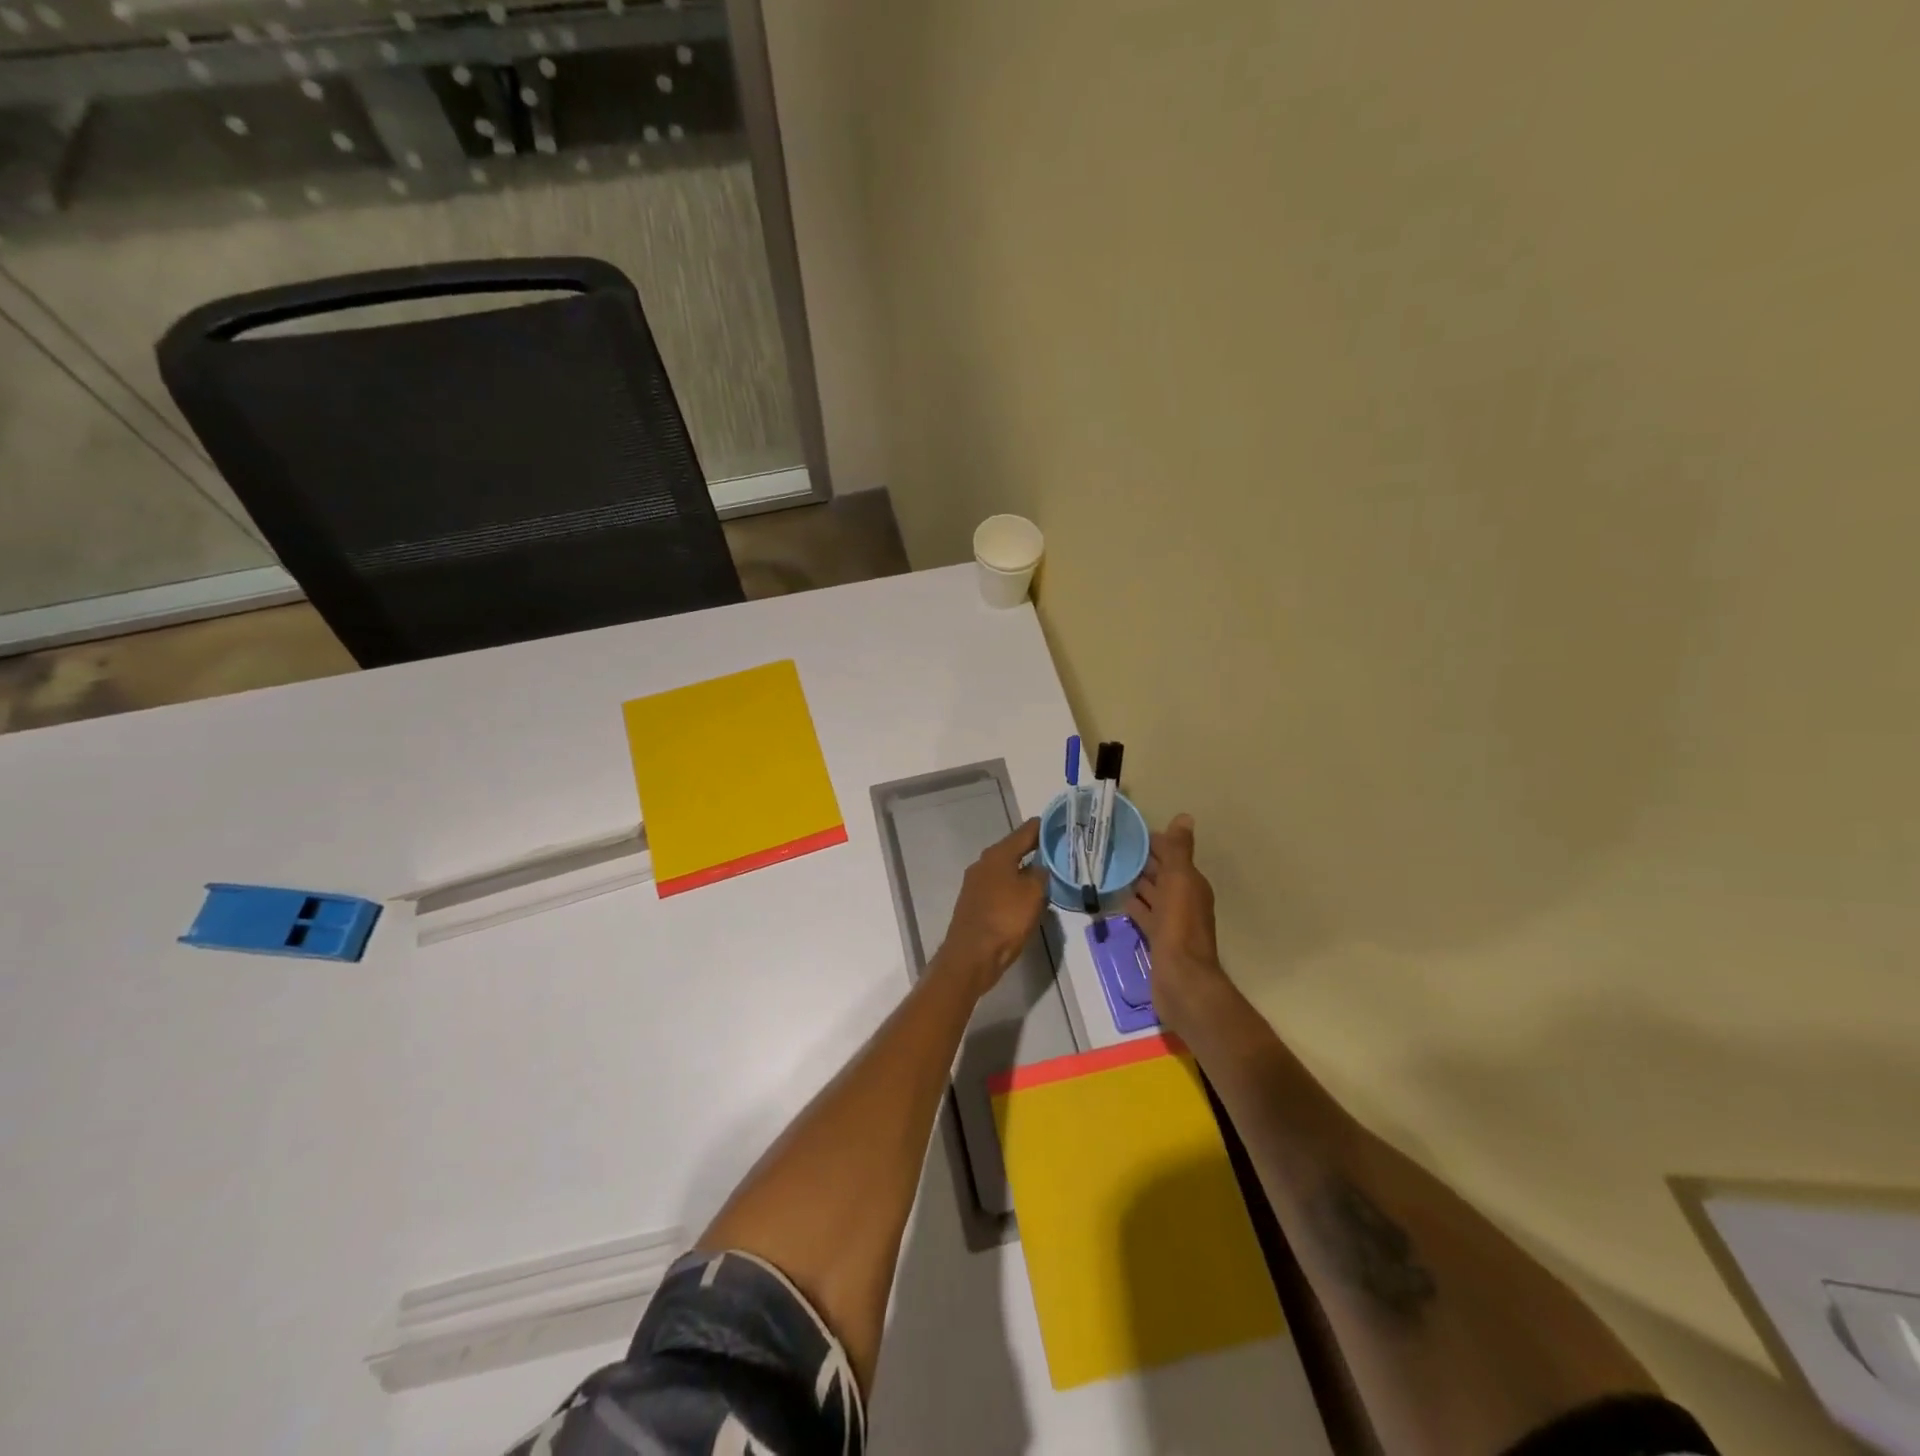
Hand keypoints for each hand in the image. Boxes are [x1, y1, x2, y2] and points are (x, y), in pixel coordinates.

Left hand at [935, 818, 1049, 994]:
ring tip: (1047, 872)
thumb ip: (1040, 874)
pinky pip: (1000, 887)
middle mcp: (983, 864)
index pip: (1024, 832)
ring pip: (1006, 869)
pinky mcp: (975, 903)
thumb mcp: (1033, 894)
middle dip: (1034, 848)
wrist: (972, 955)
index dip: (1043, 826)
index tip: (1060, 822)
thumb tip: (1039, 867)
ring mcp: (976, 884)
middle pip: (1013, 849)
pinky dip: (1014, 887)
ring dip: (1024, 869)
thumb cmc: (1005, 919)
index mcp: (997, 855)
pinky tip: (1027, 896)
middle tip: (1058, 848)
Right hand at [1124, 814, 1230, 1032]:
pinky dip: (1133, 905)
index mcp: (1191, 884)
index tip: (1127, 831)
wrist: (1182, 980)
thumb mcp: (1179, 881)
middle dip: (1142, 860)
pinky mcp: (1158, 939)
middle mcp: (1184, 899)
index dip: (1153, 841)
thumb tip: (1185, 817)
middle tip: (1110, 847)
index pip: (1171, 854)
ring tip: (1109, 868)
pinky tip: (1116, 898)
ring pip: (1152, 894)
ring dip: (1136, 882)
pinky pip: (1144, 914)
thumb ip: (1179, 851)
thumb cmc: (1179, 927)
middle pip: (1161, 873)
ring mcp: (1171, 921)